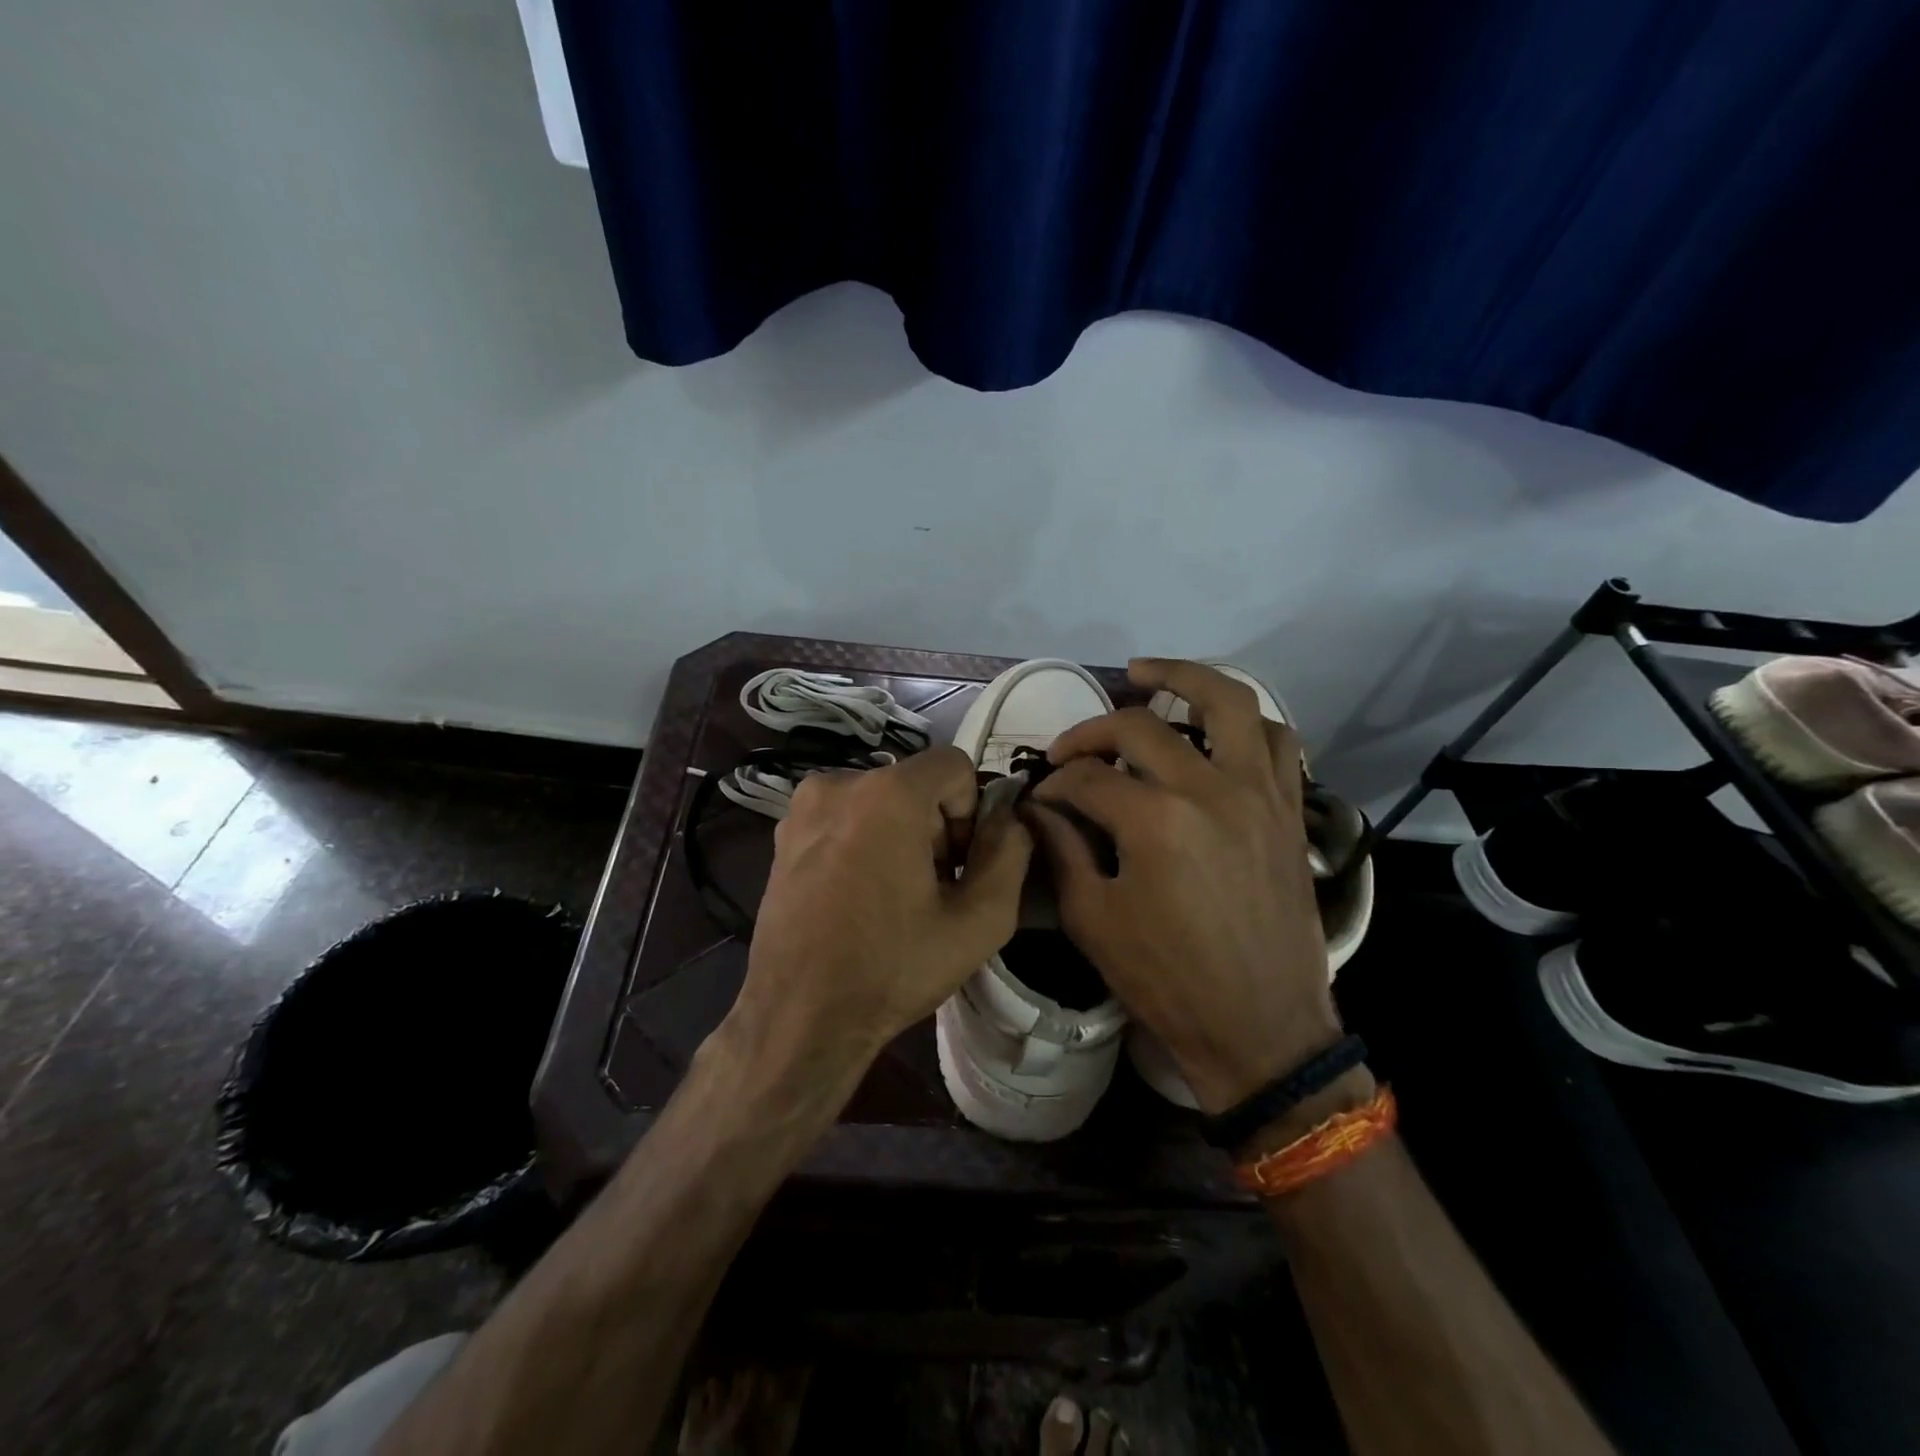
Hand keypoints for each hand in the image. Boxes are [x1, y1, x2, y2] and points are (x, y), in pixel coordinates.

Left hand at [730, 746, 1032, 1076]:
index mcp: (887, 793)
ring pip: (881, 800)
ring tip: (894, 898)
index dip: (971, 813)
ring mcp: (803, 808)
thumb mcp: (980, 921)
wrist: (799, 1017)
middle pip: (916, 784)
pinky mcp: (783, 834)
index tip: (959, 867)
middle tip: (931, 890)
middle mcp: (839, 783)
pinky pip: (846, 817)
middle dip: (936, 827)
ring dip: (901, 835)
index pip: (955, 765)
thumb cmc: (892, 968)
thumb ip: (1010, 854)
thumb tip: (1011, 819)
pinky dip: (864, 842)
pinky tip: (859, 897)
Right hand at [1025, 659, 1338, 1112]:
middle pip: (1140, 727)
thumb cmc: (1168, 982)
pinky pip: (1275, 740)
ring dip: (1183, 678)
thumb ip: (1061, 849)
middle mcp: (1211, 789)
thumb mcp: (1092, 920)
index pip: (1086, 779)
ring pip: (1228, 701)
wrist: (1261, 1029)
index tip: (1040, 799)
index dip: (1053, 785)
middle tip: (1069, 751)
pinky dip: (1242, 722)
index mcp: (1155, 821)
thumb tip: (1039, 807)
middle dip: (1091, 732)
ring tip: (1146, 675)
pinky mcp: (1289, 808)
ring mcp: (1259, 793)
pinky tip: (1213, 729)